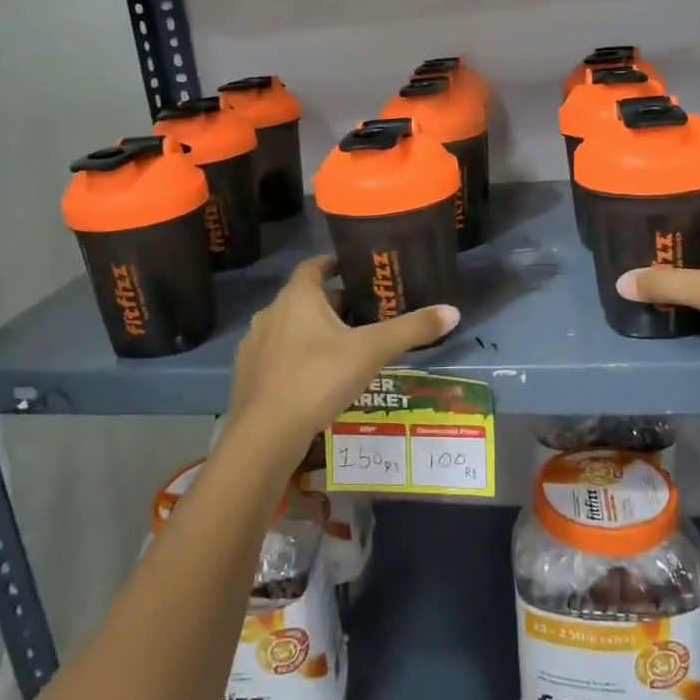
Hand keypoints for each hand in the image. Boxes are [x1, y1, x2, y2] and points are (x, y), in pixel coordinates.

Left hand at [224, 256, 458, 461]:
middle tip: (363, 317)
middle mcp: (271, 312)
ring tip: (343, 349)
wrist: (265, 434)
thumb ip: (411, 330)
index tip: (355, 271)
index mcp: (298, 297)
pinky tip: (315, 379)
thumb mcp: (372, 351)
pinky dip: (296, 357)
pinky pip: (276, 354)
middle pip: (305, 298)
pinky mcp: (246, 373)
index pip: (314, 265)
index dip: (334, 265)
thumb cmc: (318, 379)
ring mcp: (255, 344)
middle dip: (332, 304)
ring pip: (289, 327)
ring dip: (312, 332)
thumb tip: (453, 311)